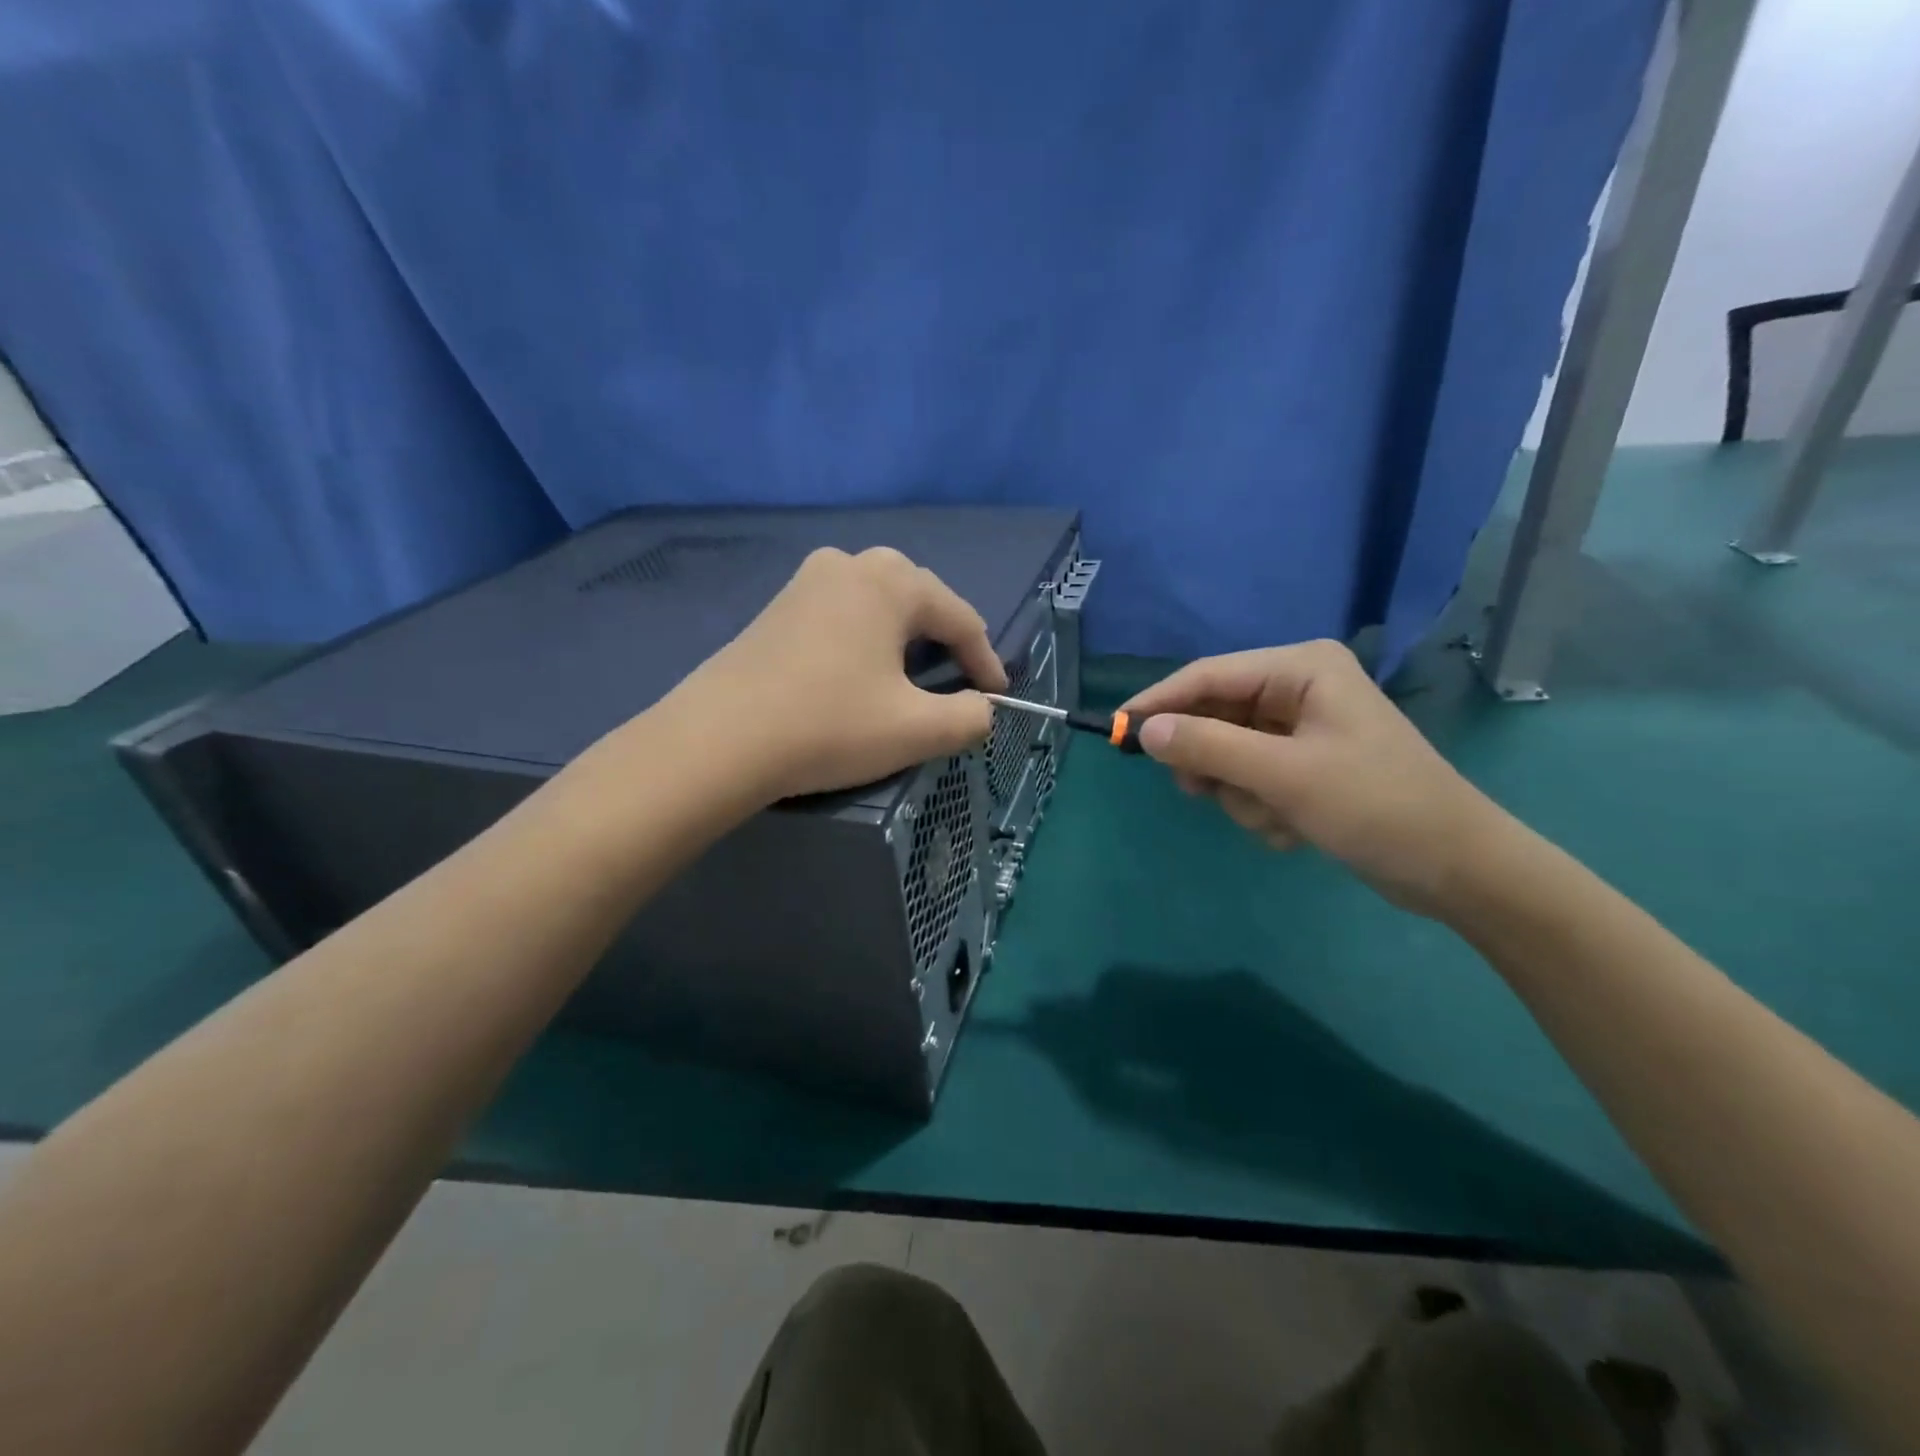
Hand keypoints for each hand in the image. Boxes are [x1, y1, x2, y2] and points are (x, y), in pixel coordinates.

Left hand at [668, 547, 1007, 801]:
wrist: (718, 741)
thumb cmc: (828, 726)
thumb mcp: (915, 730)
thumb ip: (969, 718)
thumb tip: (982, 709)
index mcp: (890, 582)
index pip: (960, 617)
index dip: (985, 660)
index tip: (998, 695)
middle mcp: (849, 565)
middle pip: (918, 598)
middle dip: (945, 638)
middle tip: (957, 678)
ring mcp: (806, 582)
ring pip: (877, 602)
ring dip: (904, 635)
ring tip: (911, 674)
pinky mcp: (777, 607)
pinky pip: (841, 613)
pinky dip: (865, 638)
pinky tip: (858, 671)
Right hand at [1124, 640, 1509, 916]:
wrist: (1456, 869)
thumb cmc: (1375, 807)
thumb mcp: (1283, 775)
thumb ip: (1208, 746)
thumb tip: (1144, 730)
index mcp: (1300, 668)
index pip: (1208, 676)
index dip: (1160, 702)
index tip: (1118, 732)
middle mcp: (1298, 688)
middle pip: (1215, 715)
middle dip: (1212, 762)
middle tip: (1201, 792)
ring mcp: (1302, 727)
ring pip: (1229, 753)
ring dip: (1239, 793)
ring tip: (1274, 818)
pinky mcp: (1305, 763)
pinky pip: (1252, 776)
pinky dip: (1259, 806)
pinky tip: (1290, 828)